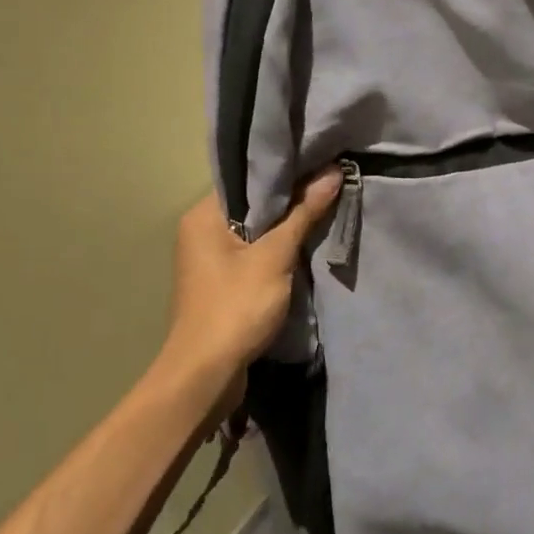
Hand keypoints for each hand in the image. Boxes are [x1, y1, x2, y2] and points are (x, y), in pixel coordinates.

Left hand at [161, 172, 341, 389]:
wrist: (207, 373)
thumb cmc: (236, 306)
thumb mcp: (275, 256)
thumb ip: (303, 213)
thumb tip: (332, 172)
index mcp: (204, 215)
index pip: (246, 177)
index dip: (284, 169)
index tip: (319, 160)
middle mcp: (201, 231)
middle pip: (253, 203)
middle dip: (290, 197)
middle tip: (329, 183)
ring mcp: (211, 259)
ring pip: (256, 230)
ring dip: (286, 226)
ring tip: (325, 208)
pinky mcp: (223, 282)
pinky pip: (255, 253)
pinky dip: (278, 249)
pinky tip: (307, 245)